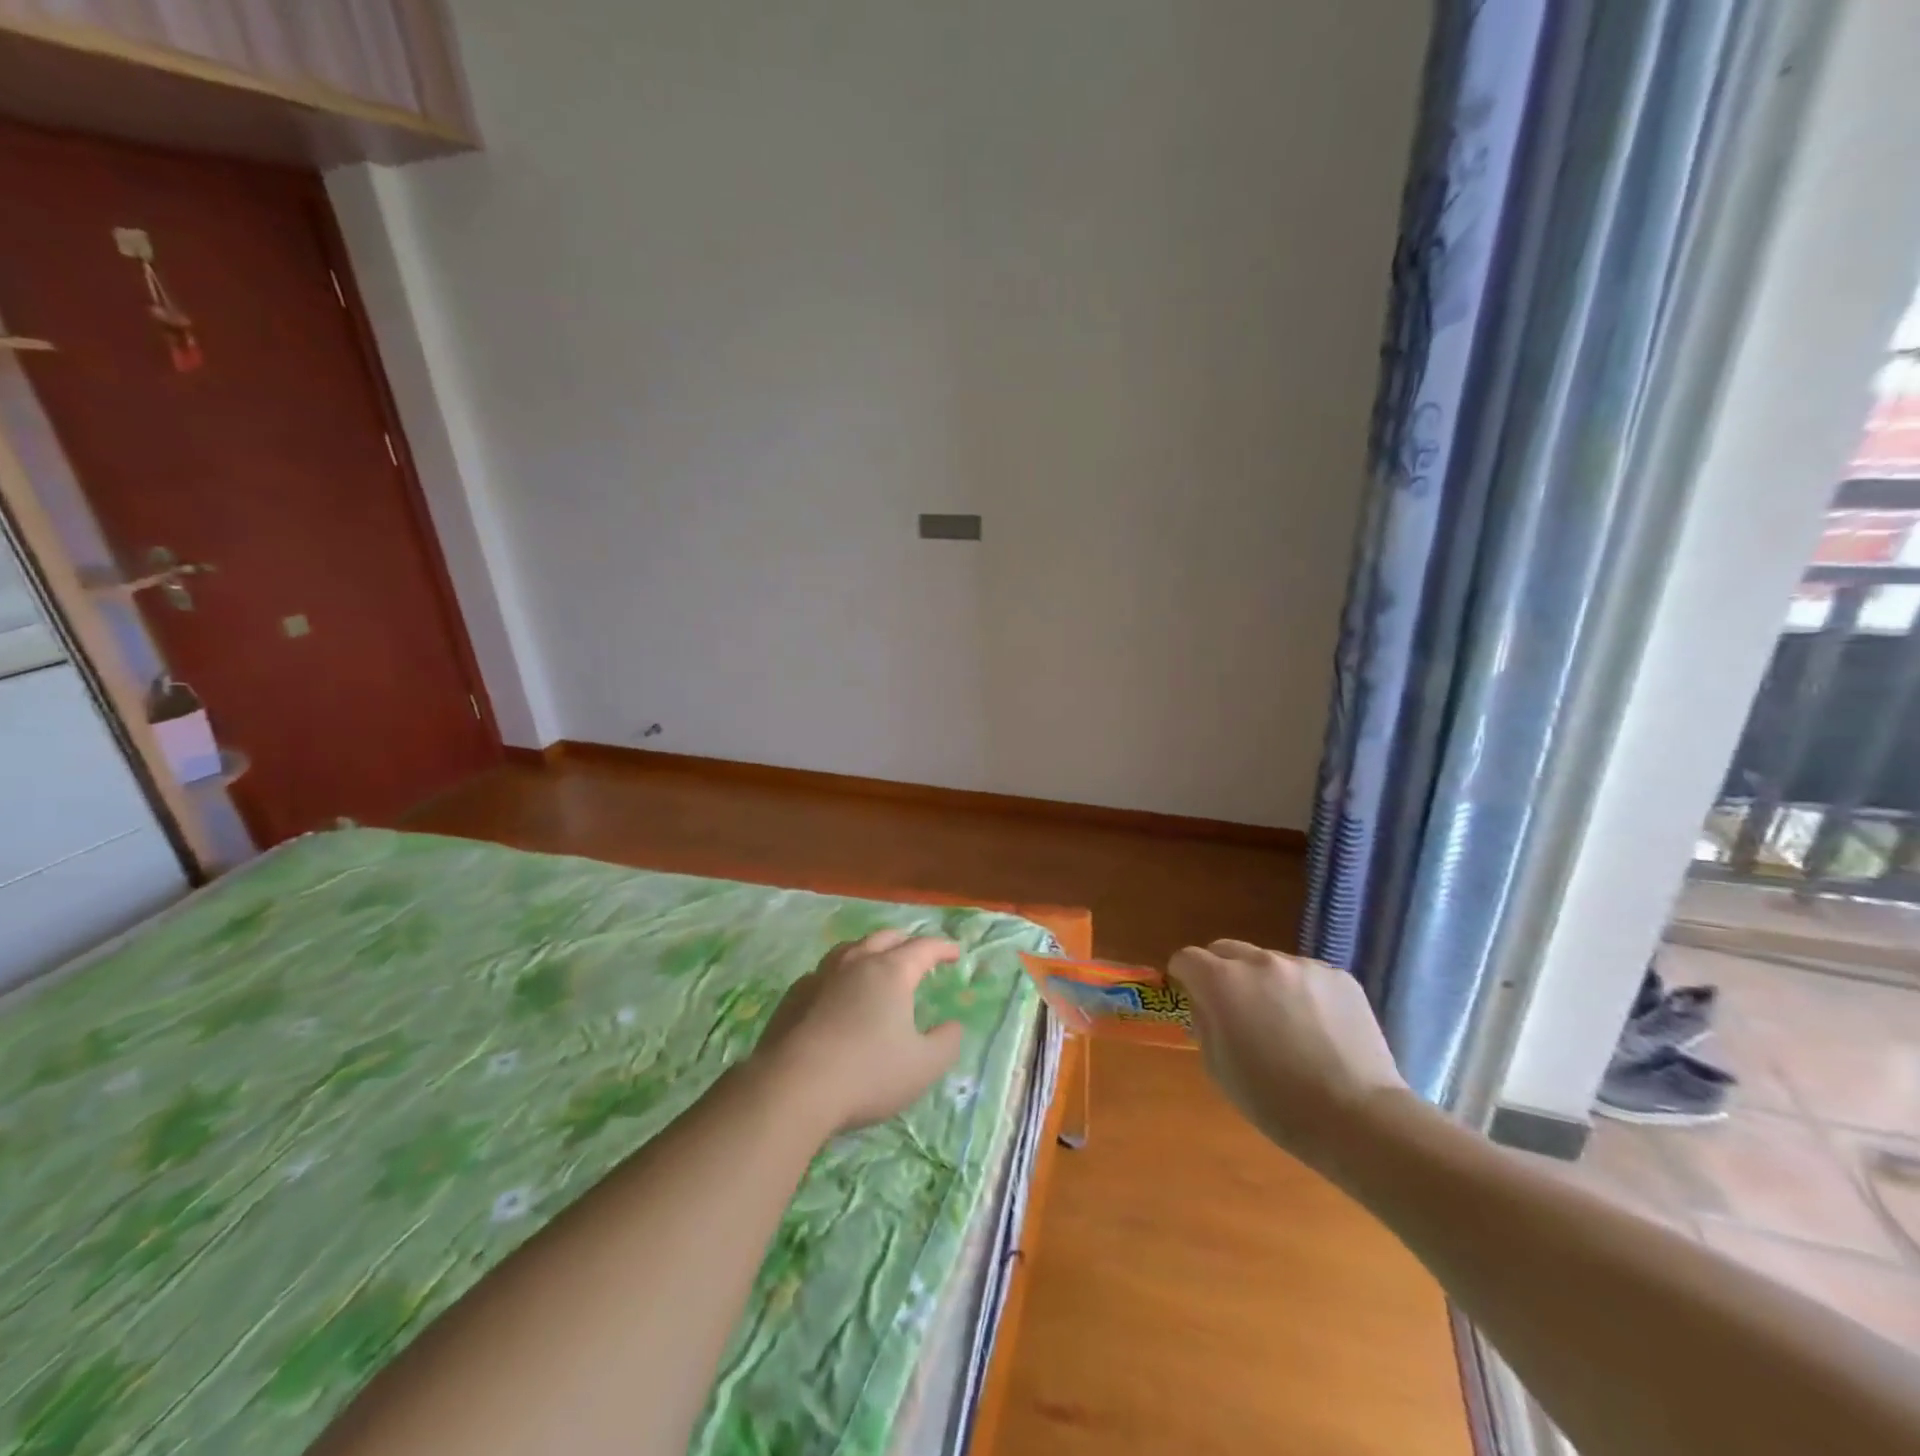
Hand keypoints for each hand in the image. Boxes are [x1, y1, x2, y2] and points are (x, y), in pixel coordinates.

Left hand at [751, 930, 965, 1132]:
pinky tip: (836, 991)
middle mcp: (856, 963)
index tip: (955, 954)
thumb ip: (946, 1043)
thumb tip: (954, 1025)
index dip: (942, 948)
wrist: (793, 1086)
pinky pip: (823, 972)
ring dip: (869, 950)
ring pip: (850, 948)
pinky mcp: (794, 996)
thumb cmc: (868, 1074)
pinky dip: (839, 974)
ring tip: (875, 961)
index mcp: (891, 972)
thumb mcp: (923, 1066)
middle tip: (917, 952)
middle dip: (905, 941)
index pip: (923, 948)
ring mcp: (821, 976)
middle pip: (884, 938)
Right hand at [1169, 940, 1408, 1174]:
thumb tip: (1207, 1005)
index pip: (1188, 958)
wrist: (1358, 1118)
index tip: (1191, 996)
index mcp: (1223, 982)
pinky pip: (1307, 975)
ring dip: (1264, 982)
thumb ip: (1205, 1023)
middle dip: (1221, 971)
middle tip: (1234, 1006)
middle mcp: (1260, 962)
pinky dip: (1302, 992)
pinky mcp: (1339, 977)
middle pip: (1226, 949)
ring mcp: (1303, 966)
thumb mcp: (1218, 1067)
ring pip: (1269, 962)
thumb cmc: (1275, 1101)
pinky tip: (1317, 1028)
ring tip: (1284, 1022)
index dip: (1184, 976)